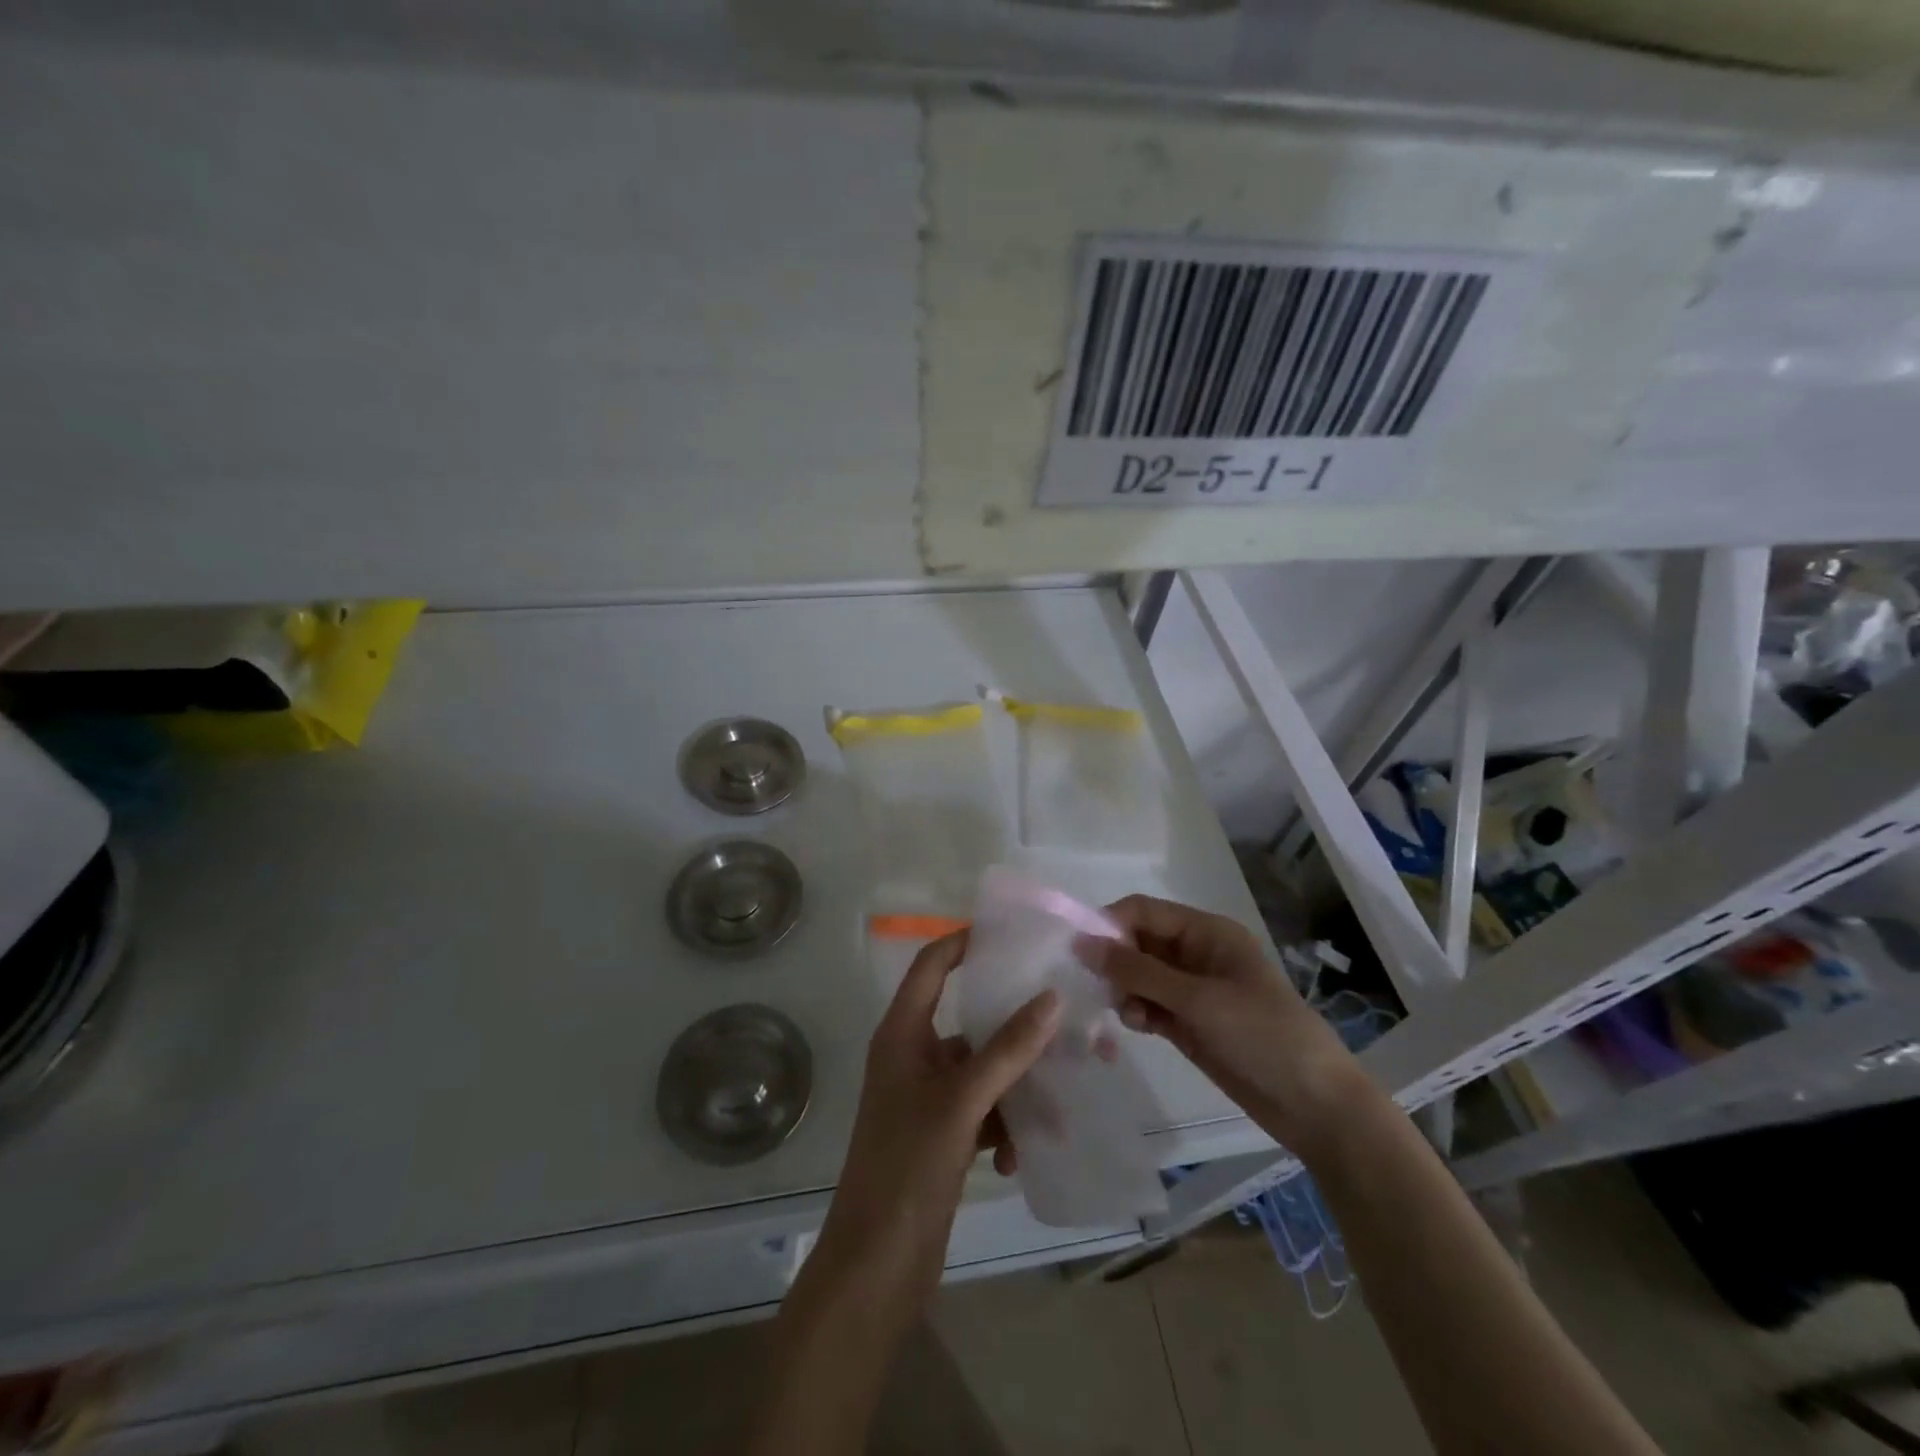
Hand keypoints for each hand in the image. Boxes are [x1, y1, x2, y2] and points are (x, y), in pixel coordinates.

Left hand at [802, 930, 1060, 1336]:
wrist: (876, 1266)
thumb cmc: (908, 1166)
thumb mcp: (961, 1102)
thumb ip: (1007, 1049)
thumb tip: (1051, 997)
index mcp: (902, 1034)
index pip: (931, 966)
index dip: (964, 943)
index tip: (1012, 935)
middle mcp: (912, 1057)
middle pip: (967, 1020)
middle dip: (1013, 1025)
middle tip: (1063, 1017)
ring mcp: (927, 1098)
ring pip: (982, 1070)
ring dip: (1017, 1084)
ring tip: (1061, 1096)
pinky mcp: (941, 1135)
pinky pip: (983, 1111)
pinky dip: (1005, 1125)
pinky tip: (1022, 1155)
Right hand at [1074, 895, 1364, 1158]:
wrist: (1314, 1105)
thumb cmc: (1261, 1035)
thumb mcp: (1197, 999)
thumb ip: (1137, 971)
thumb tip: (1081, 943)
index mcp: (1206, 932)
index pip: (1144, 910)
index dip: (1110, 924)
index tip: (1081, 953)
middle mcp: (1196, 953)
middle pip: (1138, 941)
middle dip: (1115, 961)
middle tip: (1099, 989)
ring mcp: (1192, 990)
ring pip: (1138, 975)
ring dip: (1125, 990)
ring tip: (1129, 1014)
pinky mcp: (1188, 1022)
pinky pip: (1148, 1004)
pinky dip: (1137, 1011)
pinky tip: (1140, 1027)